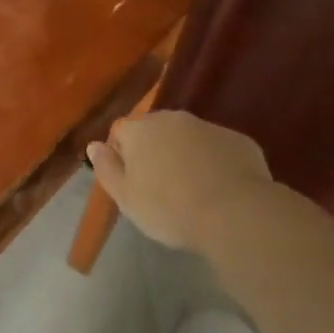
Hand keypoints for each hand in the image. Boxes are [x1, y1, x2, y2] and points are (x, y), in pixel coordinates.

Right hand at [87, 110, 274, 253]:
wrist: (235, 213)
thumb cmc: (169, 208)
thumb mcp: (125, 197)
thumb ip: (106, 168)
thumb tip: (94, 145)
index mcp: (140, 129)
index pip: (121, 132)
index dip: (123, 156)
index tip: (132, 182)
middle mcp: (173, 118)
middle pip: (156, 131)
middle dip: (155, 152)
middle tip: (161, 187)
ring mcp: (209, 126)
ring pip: (188, 138)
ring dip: (186, 156)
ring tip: (192, 191)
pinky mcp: (239, 141)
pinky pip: (218, 149)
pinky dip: (215, 163)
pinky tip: (220, 190)